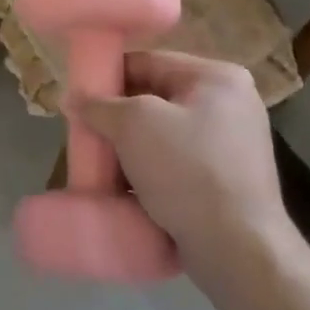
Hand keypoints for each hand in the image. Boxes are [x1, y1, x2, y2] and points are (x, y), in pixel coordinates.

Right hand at [74, 52, 291, 275]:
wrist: (238, 248)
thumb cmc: (187, 170)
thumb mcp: (133, 125)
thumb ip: (99, 105)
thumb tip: (71, 98)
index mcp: (217, 77)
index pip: (149, 62)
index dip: (108, 76)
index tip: (79, 97)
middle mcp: (232, 104)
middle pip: (157, 98)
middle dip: (118, 117)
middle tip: (88, 132)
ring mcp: (234, 145)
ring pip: (164, 134)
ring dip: (132, 147)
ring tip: (102, 163)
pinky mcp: (228, 181)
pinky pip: (178, 163)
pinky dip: (151, 170)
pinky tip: (126, 187)